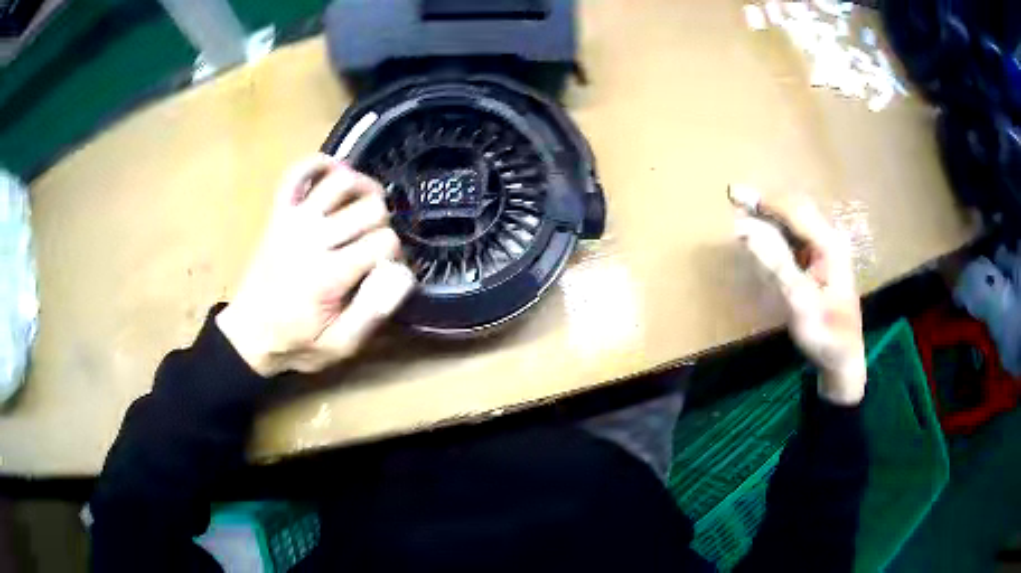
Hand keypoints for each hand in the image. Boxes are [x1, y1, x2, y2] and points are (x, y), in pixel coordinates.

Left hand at [216, 155, 415, 376]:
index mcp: (329, 275)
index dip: (395, 255)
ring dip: (363, 188)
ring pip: (342, 181)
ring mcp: (293, 221)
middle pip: (371, 207)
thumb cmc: (296, 343)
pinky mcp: (279, 213)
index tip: (384, 272)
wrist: (248, 335)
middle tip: (374, 246)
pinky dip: (318, 164)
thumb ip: (372, 312)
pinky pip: (297, 173)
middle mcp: (312, 239)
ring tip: (366, 208)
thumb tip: (402, 273)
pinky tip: (334, 174)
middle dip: (383, 224)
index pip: (384, 242)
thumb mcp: (340, 347)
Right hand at [736, 194, 866, 405]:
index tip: (735, 195)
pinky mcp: (818, 262)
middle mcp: (829, 240)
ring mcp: (825, 250)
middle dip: (764, 203)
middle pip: (794, 210)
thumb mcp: (800, 301)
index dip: (765, 201)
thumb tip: (744, 229)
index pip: (794, 210)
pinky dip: (775, 232)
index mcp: (830, 244)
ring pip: (793, 222)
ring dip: (768, 215)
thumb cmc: (825, 333)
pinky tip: (760, 232)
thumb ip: (775, 262)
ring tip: (741, 211)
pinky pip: (794, 238)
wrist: (843, 359)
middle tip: (734, 196)